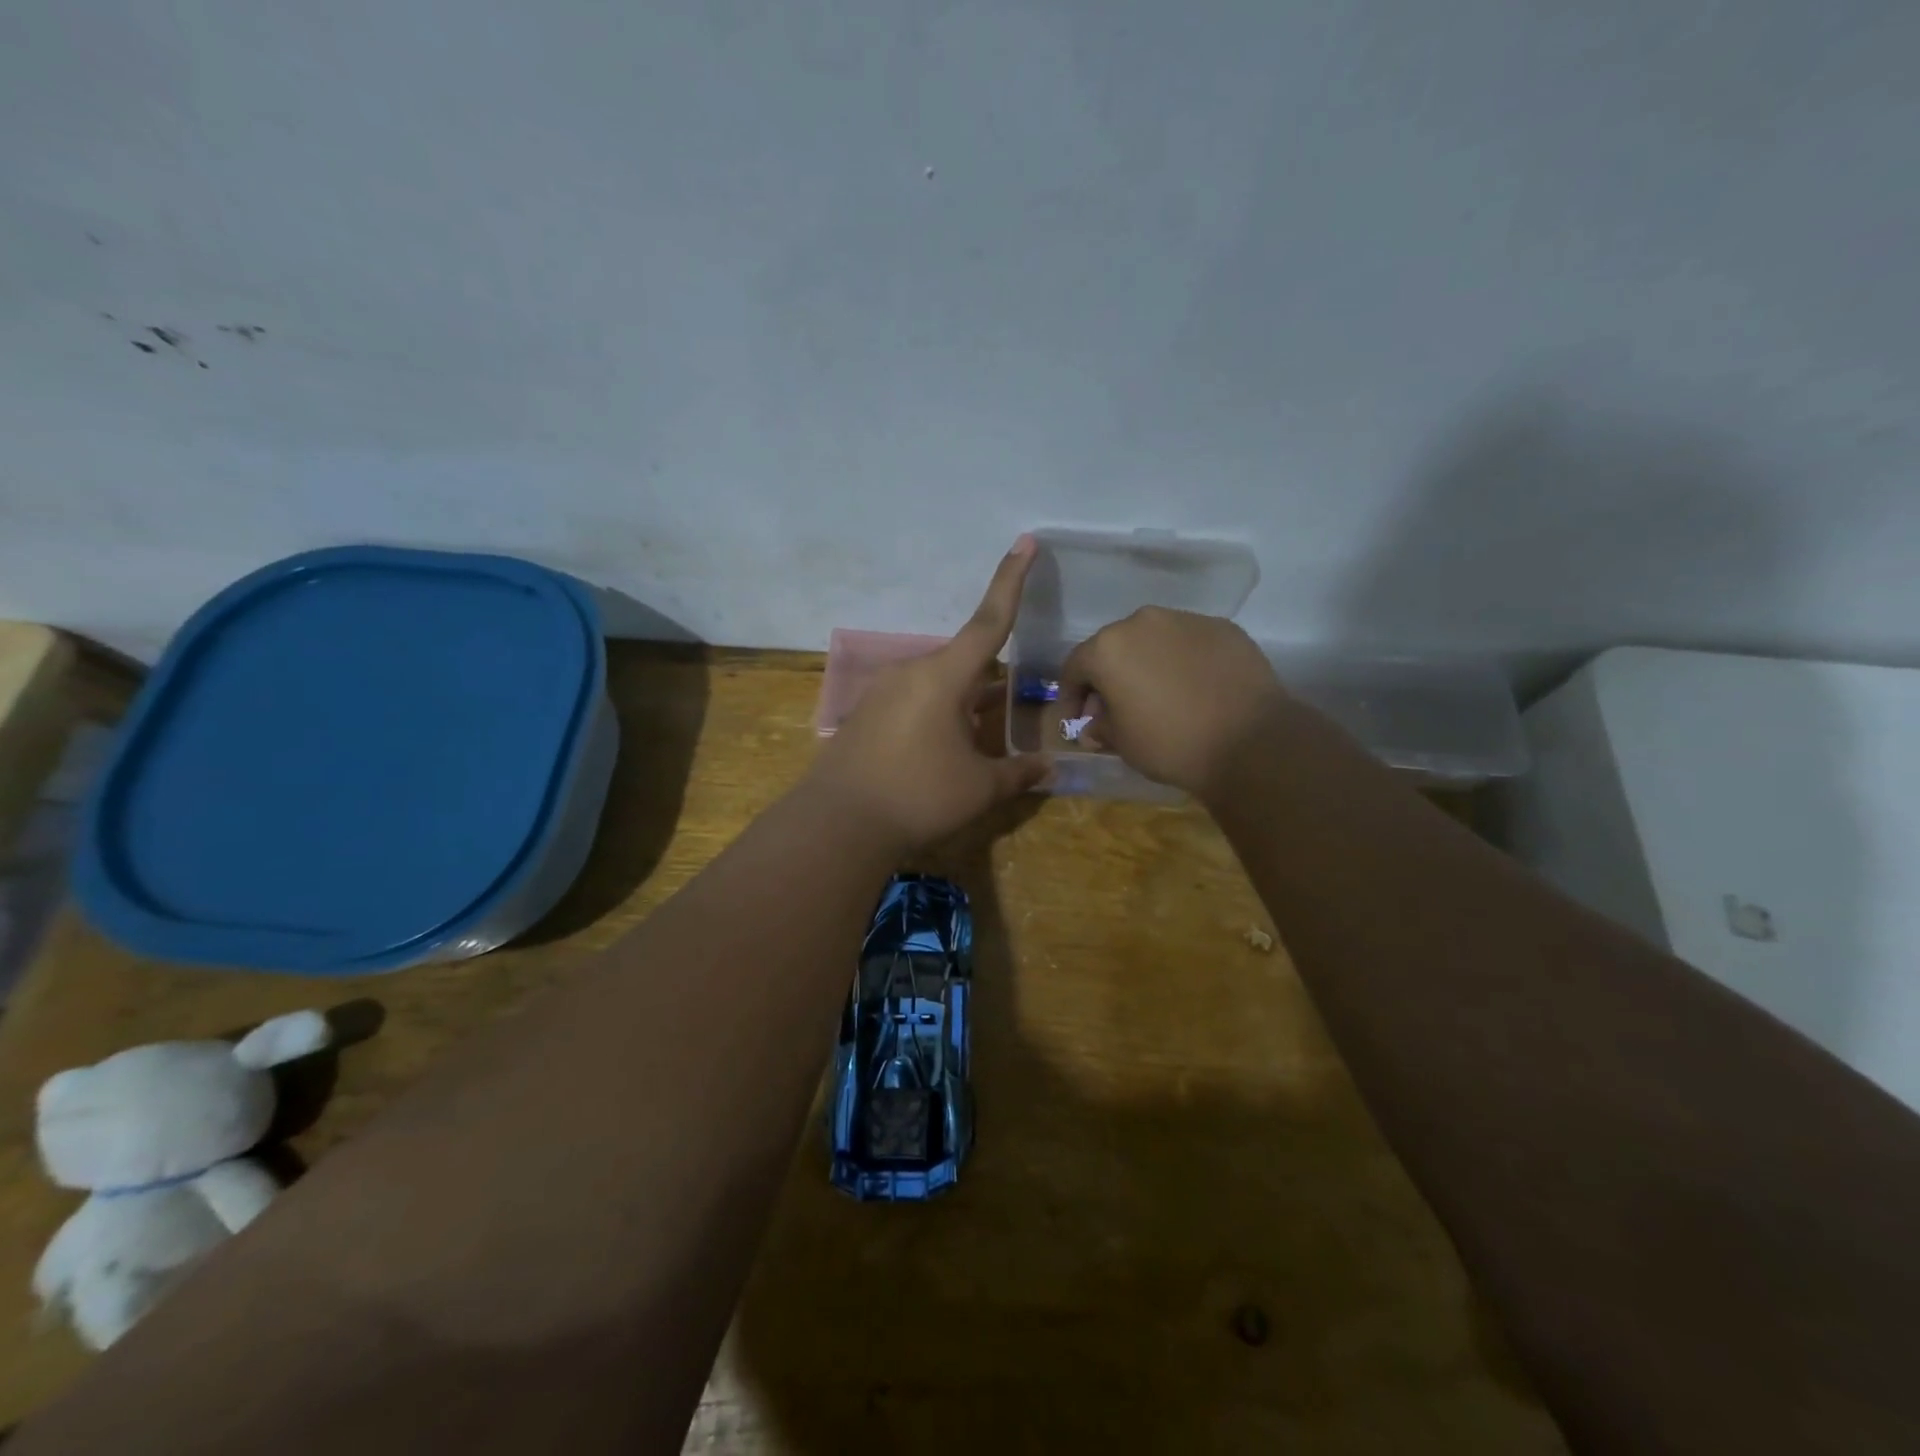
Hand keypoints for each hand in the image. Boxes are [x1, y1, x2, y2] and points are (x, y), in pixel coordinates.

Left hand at [805, 538, 1050, 849]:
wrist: (838, 823)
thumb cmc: (918, 796)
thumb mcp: (979, 788)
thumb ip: (1019, 773)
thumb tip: (1050, 768)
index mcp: (944, 676)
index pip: (989, 621)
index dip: (1011, 581)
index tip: (1024, 542)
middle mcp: (911, 673)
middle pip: (964, 664)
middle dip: (988, 684)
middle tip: (1008, 711)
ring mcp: (883, 693)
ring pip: (938, 687)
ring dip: (962, 706)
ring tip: (976, 742)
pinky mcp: (866, 715)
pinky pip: (914, 704)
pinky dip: (936, 719)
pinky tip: (940, 754)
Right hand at [1059, 607, 1291, 799]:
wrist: (1250, 741)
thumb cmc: (1170, 743)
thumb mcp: (1122, 744)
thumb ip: (1100, 727)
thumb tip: (1096, 724)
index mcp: (1108, 647)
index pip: (1074, 668)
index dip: (1070, 697)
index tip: (1075, 723)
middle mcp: (1143, 622)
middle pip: (1114, 647)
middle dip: (1109, 677)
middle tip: (1115, 709)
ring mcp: (1187, 620)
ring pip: (1154, 640)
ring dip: (1147, 664)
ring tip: (1158, 696)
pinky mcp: (1224, 628)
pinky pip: (1190, 644)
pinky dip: (1183, 662)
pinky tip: (1194, 689)